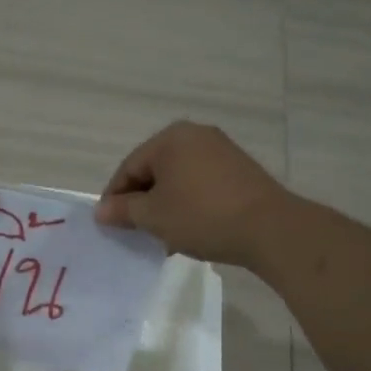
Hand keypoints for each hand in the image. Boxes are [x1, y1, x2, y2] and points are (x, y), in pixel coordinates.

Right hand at [95, 121, 293, 265]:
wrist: (269, 228)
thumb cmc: (201, 216)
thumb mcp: (153, 216)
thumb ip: (123, 210)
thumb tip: (101, 211)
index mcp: (170, 138)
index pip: (129, 168)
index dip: (115, 198)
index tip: (109, 225)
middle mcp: (195, 135)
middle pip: (154, 170)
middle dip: (142, 201)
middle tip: (135, 231)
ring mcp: (221, 150)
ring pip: (178, 179)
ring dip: (165, 205)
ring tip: (162, 235)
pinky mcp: (240, 169)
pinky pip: (201, 184)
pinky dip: (189, 203)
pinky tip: (190, 228)